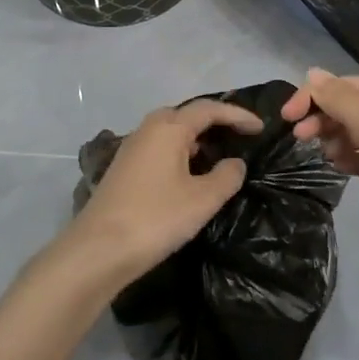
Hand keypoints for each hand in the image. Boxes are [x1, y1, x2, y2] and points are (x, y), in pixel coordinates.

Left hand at [53, 98, 263, 290]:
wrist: (98, 250)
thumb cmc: (156, 218)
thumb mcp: (202, 200)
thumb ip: (226, 176)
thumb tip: (235, 163)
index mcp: (168, 128)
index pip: (209, 110)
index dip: (237, 115)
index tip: (260, 128)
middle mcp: (147, 130)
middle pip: (185, 114)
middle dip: (213, 121)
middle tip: (237, 135)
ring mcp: (131, 149)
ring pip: (169, 131)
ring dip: (194, 137)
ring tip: (217, 154)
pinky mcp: (123, 169)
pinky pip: (158, 148)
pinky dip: (178, 151)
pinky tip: (187, 173)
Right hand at [281, 69, 358, 274]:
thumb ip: (341, 100)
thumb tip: (312, 73)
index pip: (351, 85)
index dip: (316, 96)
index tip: (287, 117)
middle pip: (356, 107)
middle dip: (327, 119)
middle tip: (300, 138)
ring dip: (338, 139)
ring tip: (324, 155)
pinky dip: (354, 158)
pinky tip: (338, 166)